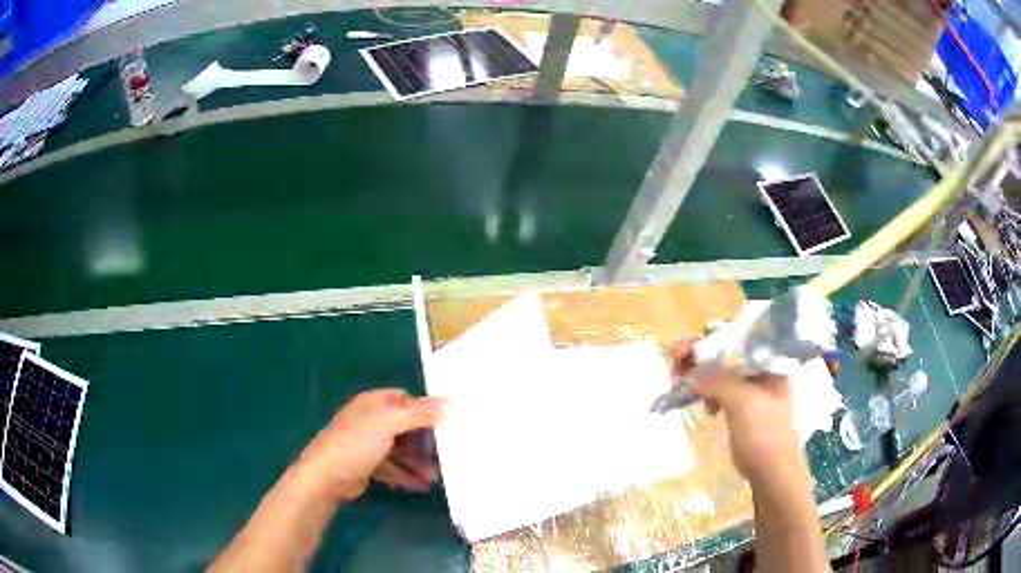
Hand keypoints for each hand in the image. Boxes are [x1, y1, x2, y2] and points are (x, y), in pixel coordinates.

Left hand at [299, 389, 446, 499]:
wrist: (325, 476)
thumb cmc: (356, 443)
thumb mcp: (390, 423)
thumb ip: (421, 413)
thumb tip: (453, 401)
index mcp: (374, 403)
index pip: (406, 400)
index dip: (426, 411)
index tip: (447, 426)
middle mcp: (370, 420)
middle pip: (405, 428)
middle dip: (425, 444)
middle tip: (445, 457)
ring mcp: (367, 444)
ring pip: (399, 450)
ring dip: (417, 463)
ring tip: (434, 477)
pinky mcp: (365, 465)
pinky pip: (391, 467)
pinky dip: (405, 475)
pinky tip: (420, 486)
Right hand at [672, 340, 803, 482]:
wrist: (772, 473)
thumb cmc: (764, 434)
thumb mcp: (743, 402)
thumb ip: (717, 380)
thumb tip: (688, 371)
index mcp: (768, 361)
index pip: (736, 336)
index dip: (709, 338)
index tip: (684, 351)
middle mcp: (760, 369)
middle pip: (724, 352)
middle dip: (698, 358)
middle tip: (674, 369)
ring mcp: (751, 389)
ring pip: (719, 372)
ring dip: (698, 376)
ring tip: (679, 387)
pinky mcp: (741, 407)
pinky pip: (719, 390)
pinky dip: (705, 392)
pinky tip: (701, 405)